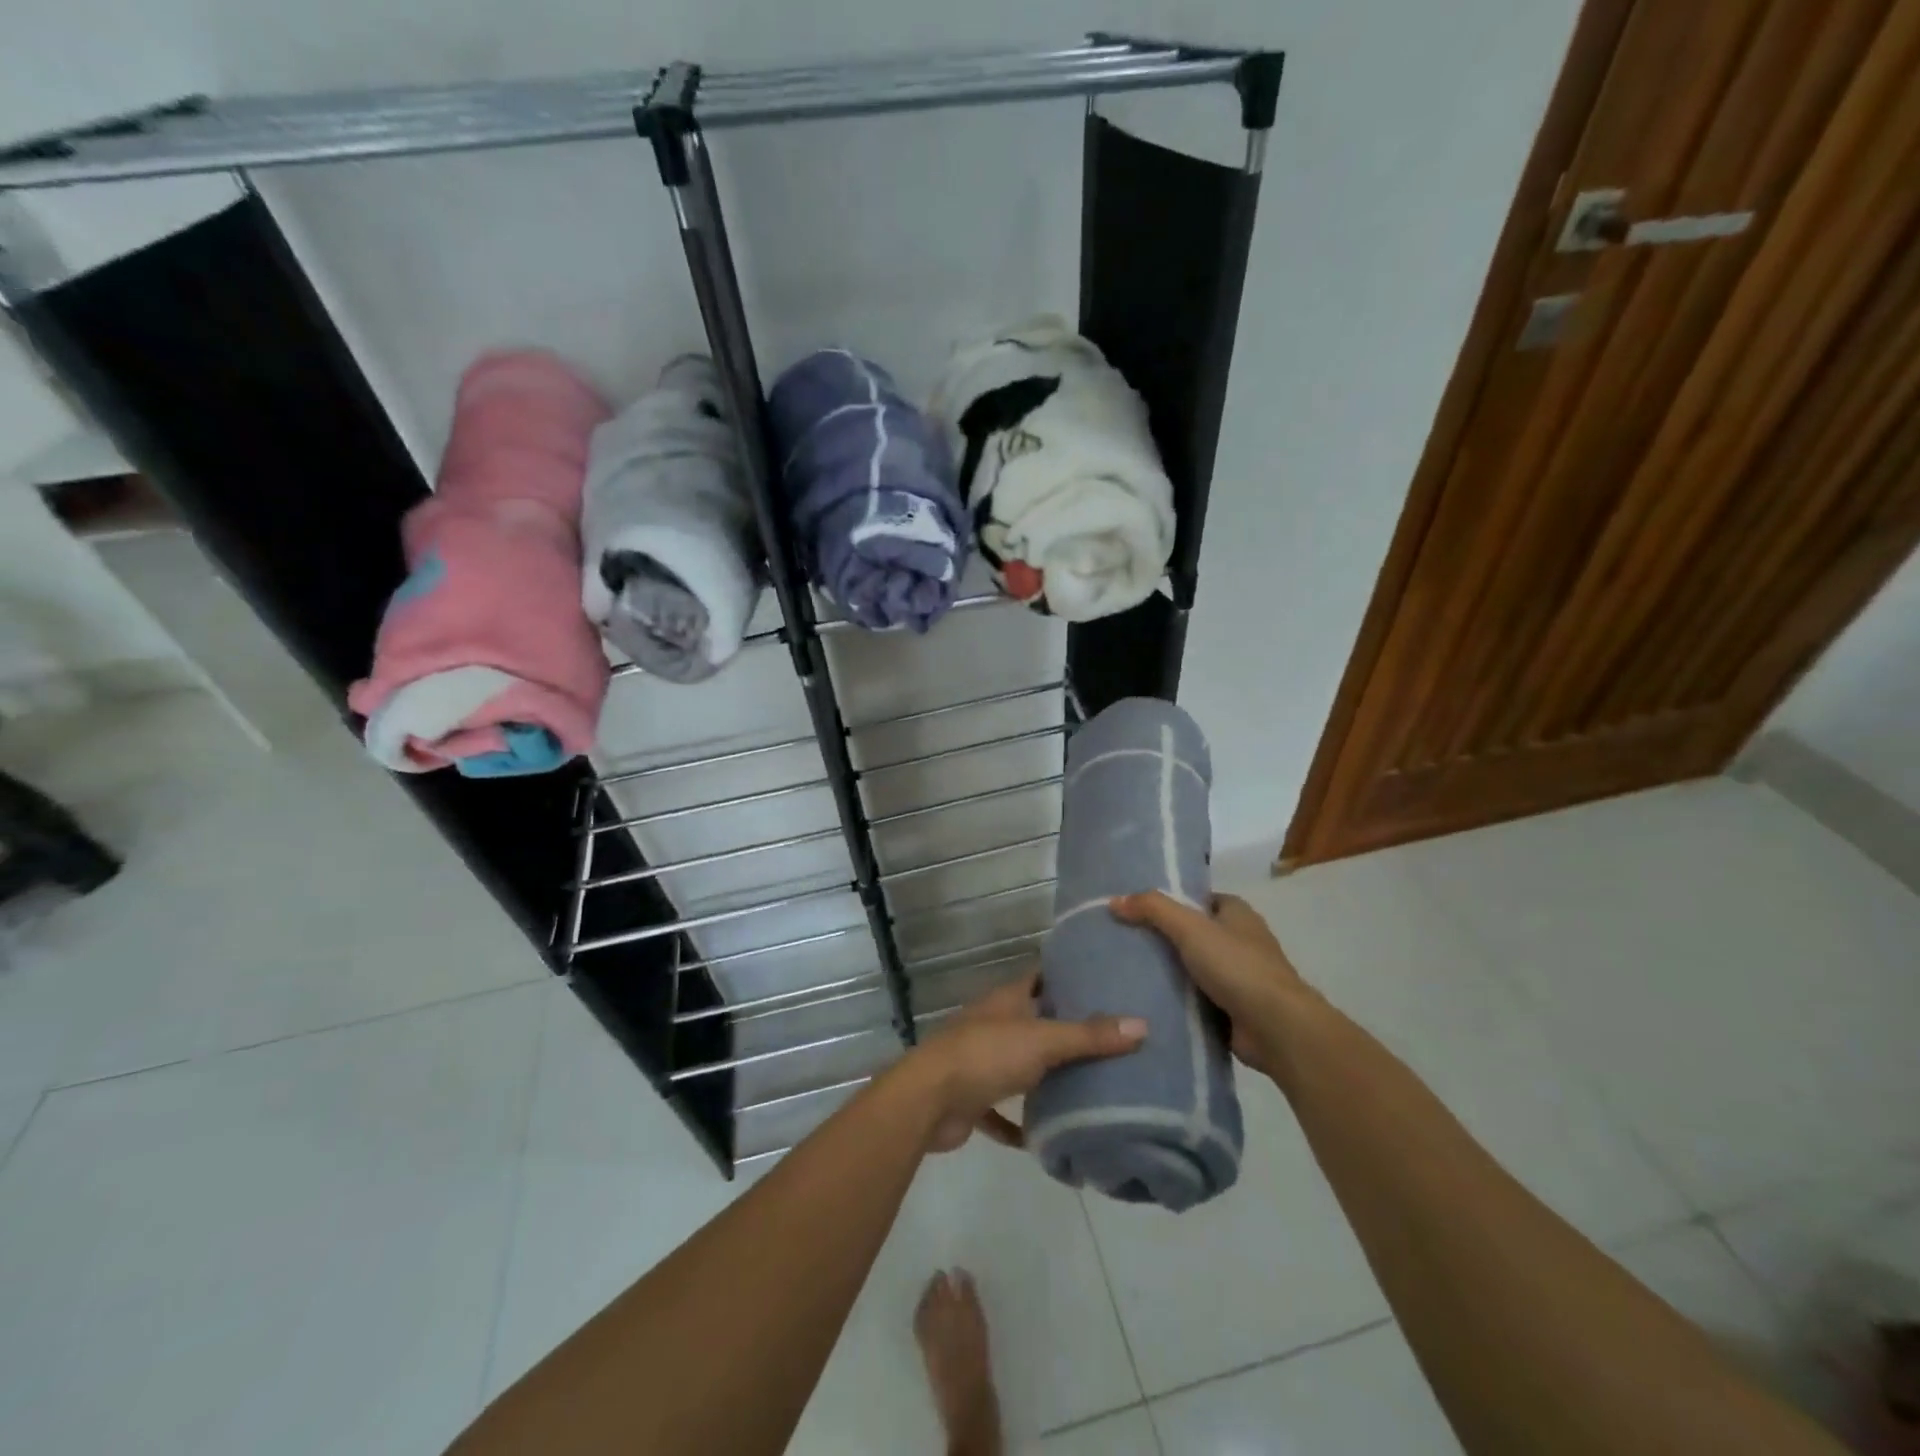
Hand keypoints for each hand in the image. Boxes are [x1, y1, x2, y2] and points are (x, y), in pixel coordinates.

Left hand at [907, 970, 1146, 1152]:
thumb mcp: (1043, 1041)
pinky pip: (1002, 1110)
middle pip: (1034, 1019)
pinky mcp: (972, 1097)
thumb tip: (1142, 1025)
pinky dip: (1019, 1122)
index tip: (1105, 979)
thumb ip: (1089, 1036)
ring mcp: (981, 1059)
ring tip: (1089, 1084)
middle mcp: (994, 1023)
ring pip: (1020, 1063)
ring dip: (1045, 1074)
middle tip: (1111, 1036)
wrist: (928, 1100)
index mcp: (1008, 1000)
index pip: (1041, 976)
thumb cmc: (986, 1055)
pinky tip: (1045, 1136)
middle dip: (1066, 1028)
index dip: (1069, 974)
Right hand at [1109, 891, 1313, 1080]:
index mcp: (1236, 913)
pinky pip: (1195, 999)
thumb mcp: (1190, 928)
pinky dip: (1175, 1000)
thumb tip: (1114, 900)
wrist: (1277, 1028)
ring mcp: (1237, 977)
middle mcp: (1239, 941)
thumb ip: (1153, 909)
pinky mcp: (1232, 1009)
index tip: (1132, 908)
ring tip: (1122, 970)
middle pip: (1191, 933)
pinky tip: (1143, 1001)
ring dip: (1166, 972)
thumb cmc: (1238, 967)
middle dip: (1160, 938)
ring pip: (1191, 967)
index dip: (1167, 900)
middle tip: (1120, 940)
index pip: (1196, 898)